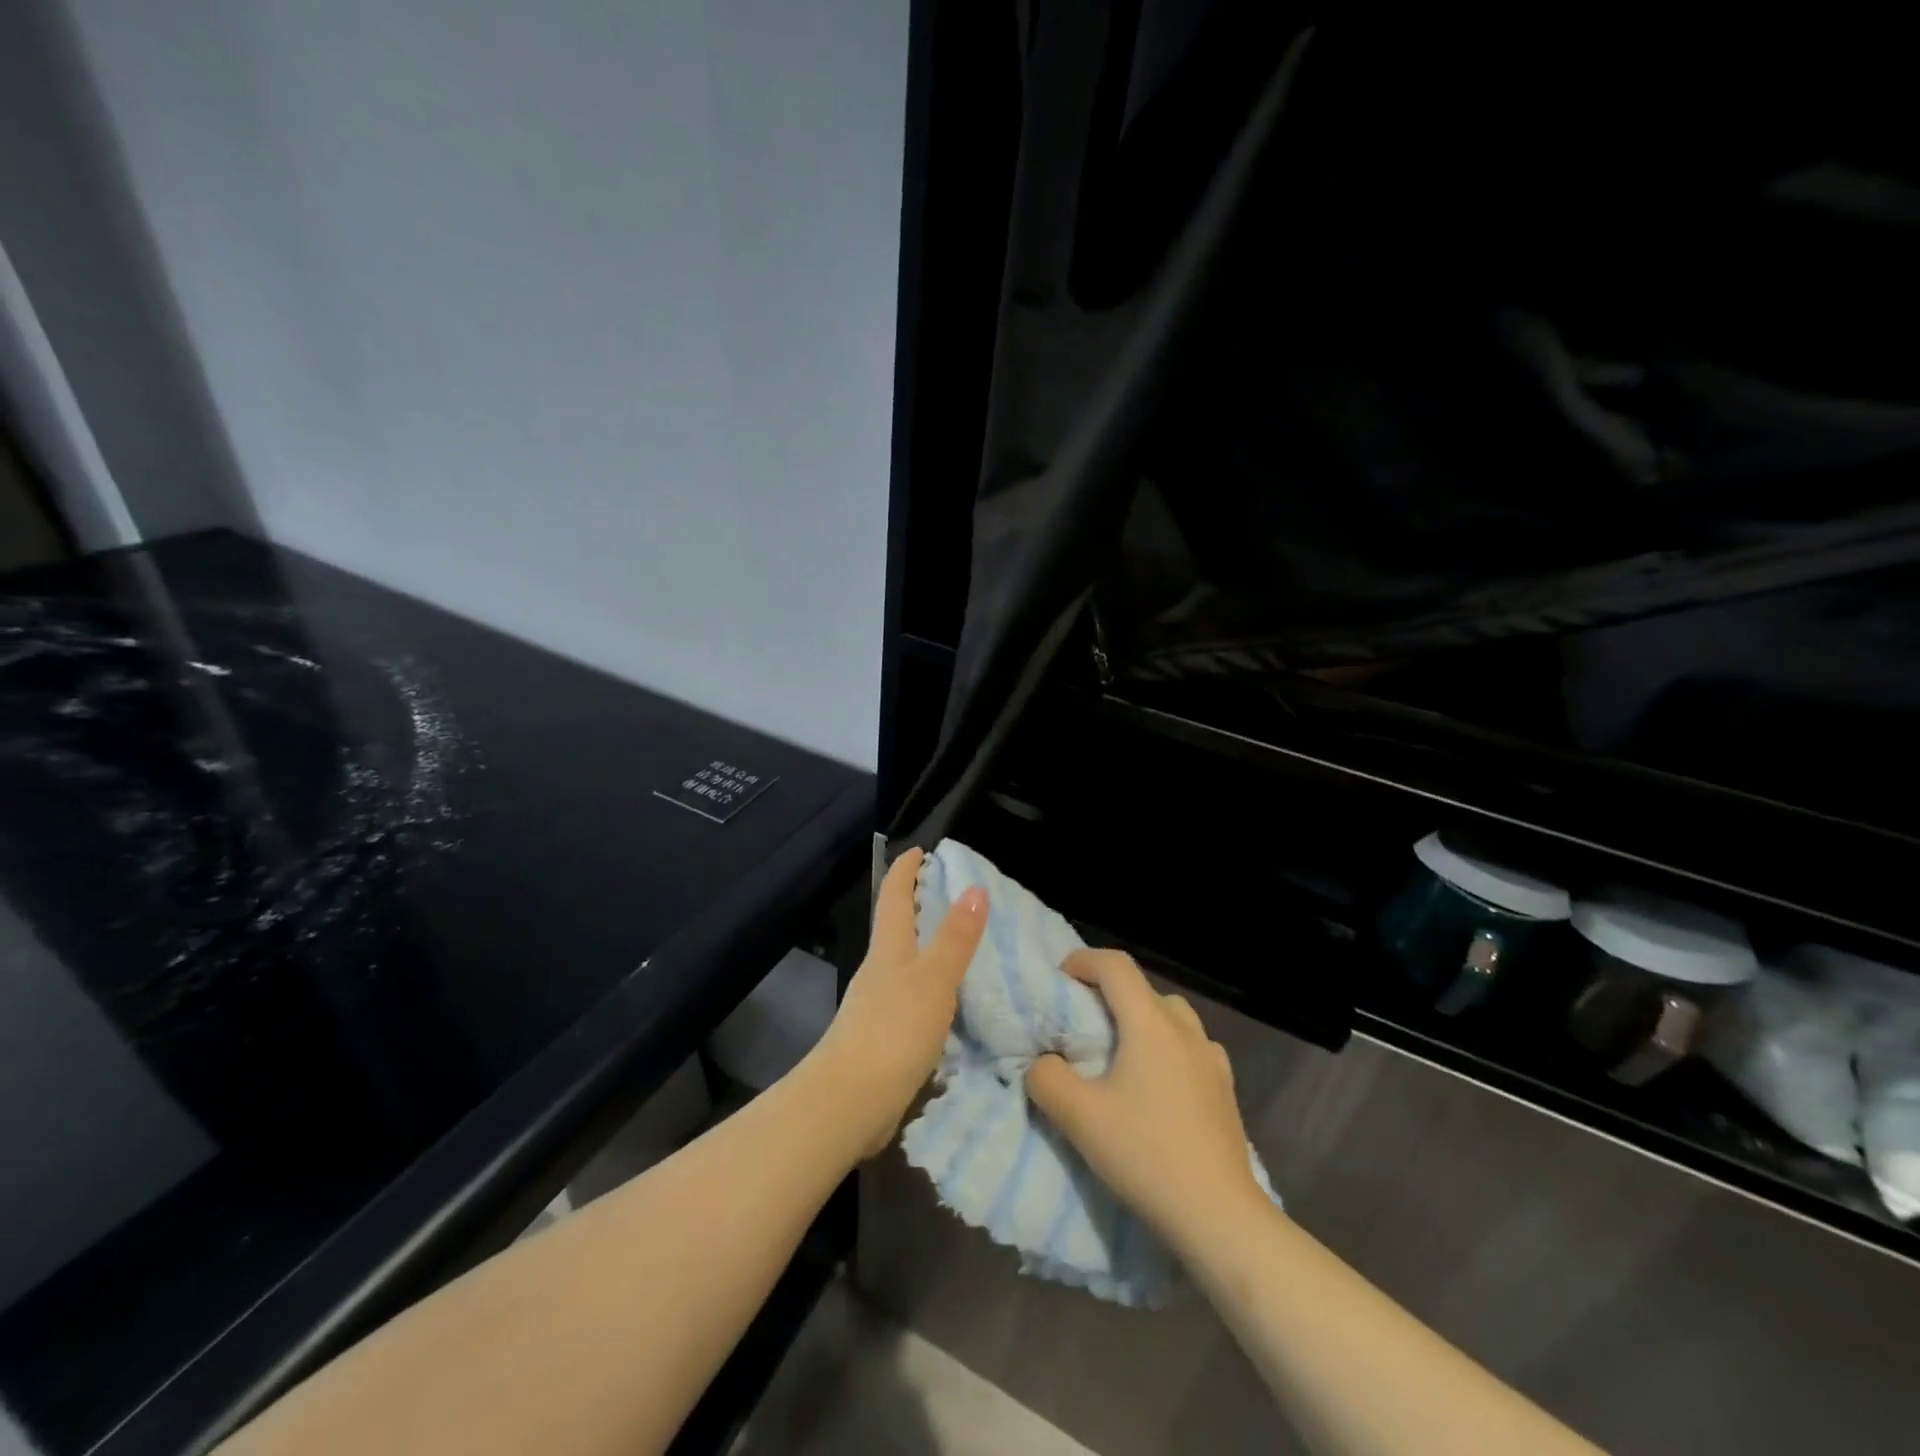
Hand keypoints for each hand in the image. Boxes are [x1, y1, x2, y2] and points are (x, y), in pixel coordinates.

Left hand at [807, 847, 986, 1157]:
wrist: (849, 1102)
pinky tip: (950, 1003)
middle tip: (953, 896)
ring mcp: (877, 1006)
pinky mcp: (882, 1038)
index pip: (894, 897)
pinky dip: (930, 989)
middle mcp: (879, 971)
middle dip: (919, 907)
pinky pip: (911, 1000)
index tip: (920, 850)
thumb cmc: (893, 1030)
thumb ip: (955, 938)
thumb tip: (975, 888)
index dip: (905, 871)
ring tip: (961, 947)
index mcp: (889, 950)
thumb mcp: (933, 979)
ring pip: (904, 965)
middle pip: (896, 928)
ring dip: (927, 950)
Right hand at [1026, 949, 1267, 1252]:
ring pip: (1169, 1017)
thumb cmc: (1147, 1156)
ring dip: (1139, 1021)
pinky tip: (1155, 1088)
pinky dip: (1164, 1049)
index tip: (1058, 981)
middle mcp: (1186, 1029)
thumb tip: (1044, 1064)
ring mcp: (1212, 1058)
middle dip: (1107, 994)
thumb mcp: (1079, 1118)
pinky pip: (1188, 1048)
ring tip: (1117, 1056)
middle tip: (1080, 1024)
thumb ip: (1047, 1079)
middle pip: (1142, 989)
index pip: (1115, 966)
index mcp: (1151, 1023)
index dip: (1082, 962)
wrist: (1221, 1217)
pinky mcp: (1225, 1088)